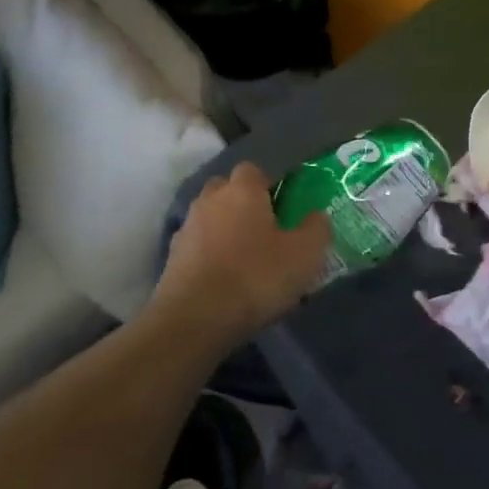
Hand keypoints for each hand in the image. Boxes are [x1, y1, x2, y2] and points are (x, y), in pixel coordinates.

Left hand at [150, 162, 329, 342]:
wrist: (195, 319)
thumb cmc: (256, 277)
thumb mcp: (304, 255)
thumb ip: (316, 228)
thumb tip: (316, 216)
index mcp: (242, 190)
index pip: (253, 170)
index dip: (268, 185)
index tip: (283, 209)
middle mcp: (210, 199)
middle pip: (226, 190)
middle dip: (242, 204)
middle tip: (264, 231)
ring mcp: (186, 227)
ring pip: (210, 218)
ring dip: (224, 230)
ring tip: (244, 259)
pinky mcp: (171, 258)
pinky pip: (196, 246)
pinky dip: (209, 255)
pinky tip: (223, 279)